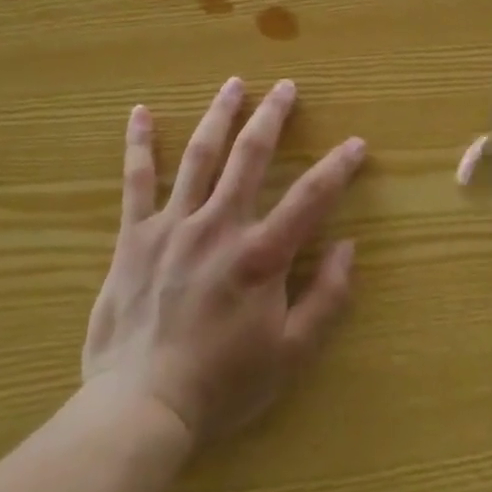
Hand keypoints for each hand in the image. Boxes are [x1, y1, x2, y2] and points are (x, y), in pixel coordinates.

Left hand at [81, 77, 367, 447]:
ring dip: (219, 115)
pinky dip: (140, 145)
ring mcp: (174, 225)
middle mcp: (220, 226)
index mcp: (261, 254)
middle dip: (272, 117)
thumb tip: (349, 247)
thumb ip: (327, 298)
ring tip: (233, 84)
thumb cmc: (222, 384)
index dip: (338, 167)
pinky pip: (137, 182)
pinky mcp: (135, 236)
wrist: (141, 407)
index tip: (356, 143)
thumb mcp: (291, 354)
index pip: (311, 197)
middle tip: (285, 87)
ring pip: (200, 156)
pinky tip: (141, 113)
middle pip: (251, 157)